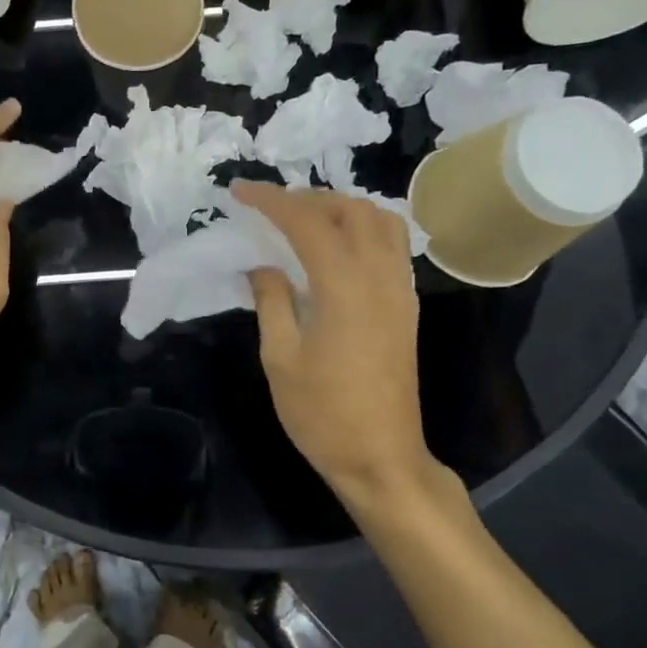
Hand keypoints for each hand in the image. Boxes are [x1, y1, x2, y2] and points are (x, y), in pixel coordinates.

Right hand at [234, 183, 465, 521]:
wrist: (380, 456)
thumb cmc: (322, 413)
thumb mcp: (280, 358)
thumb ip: (272, 301)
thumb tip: (262, 266)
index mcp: (344, 288)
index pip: (307, 223)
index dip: (271, 200)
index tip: (239, 191)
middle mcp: (380, 278)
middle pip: (352, 210)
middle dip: (308, 198)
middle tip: (271, 209)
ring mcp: (400, 291)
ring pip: (382, 221)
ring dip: (342, 208)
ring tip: (305, 220)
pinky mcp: (407, 306)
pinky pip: (392, 246)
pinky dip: (363, 229)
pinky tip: (335, 248)